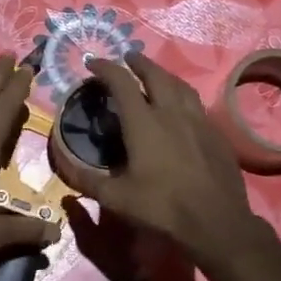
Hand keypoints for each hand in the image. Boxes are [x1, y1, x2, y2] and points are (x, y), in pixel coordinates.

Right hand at [79, 53, 265, 262]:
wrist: (217, 223)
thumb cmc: (162, 207)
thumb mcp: (116, 198)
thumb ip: (87, 179)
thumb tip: (63, 165)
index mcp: (144, 122)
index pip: (121, 83)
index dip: (105, 68)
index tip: (93, 62)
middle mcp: (171, 113)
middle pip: (155, 75)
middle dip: (139, 62)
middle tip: (128, 58)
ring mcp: (199, 122)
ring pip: (181, 86)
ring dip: (164, 75)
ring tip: (156, 75)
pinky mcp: (217, 135)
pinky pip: (197, 106)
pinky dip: (184, 98)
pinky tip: (182, 110)